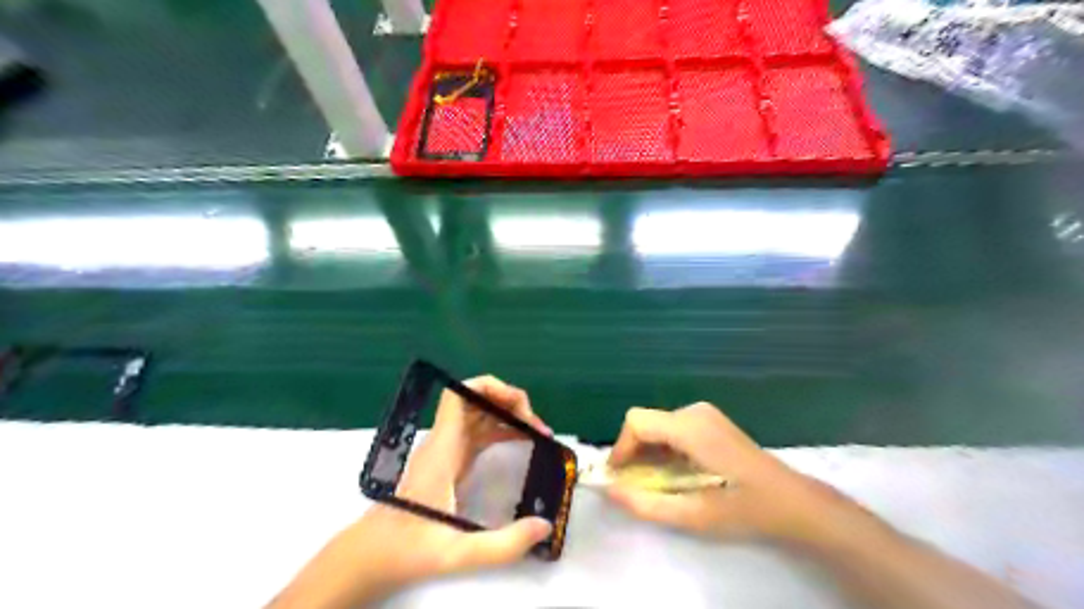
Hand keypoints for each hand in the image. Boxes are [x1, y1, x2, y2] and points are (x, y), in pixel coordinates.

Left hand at [266, 376, 554, 608]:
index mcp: (442, 449)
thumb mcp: (457, 552)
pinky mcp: (451, 461)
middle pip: (475, 399)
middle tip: (538, 426)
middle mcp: (444, 441)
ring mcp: (447, 449)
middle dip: (508, 402)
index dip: (490, 388)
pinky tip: (521, 442)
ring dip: (508, 416)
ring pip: (479, 415)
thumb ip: (503, 544)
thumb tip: (545, 525)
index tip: (520, 407)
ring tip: (538, 433)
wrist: (372, 555)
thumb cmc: (407, 550)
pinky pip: (479, 433)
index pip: (459, 395)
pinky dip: (501, 431)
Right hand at [607, 405, 841, 541]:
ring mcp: (703, 413)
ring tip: (653, 482)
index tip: (618, 477)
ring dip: (647, 450)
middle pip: (644, 421)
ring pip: (656, 424)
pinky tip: (673, 472)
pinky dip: (662, 447)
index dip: (621, 448)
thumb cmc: (747, 509)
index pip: (637, 422)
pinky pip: (672, 427)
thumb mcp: (694, 516)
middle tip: (634, 484)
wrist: (793, 501)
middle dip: (632, 451)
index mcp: (691, 428)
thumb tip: (610, 491)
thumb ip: (647, 505)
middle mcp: (694, 412)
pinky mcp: (709, 420)